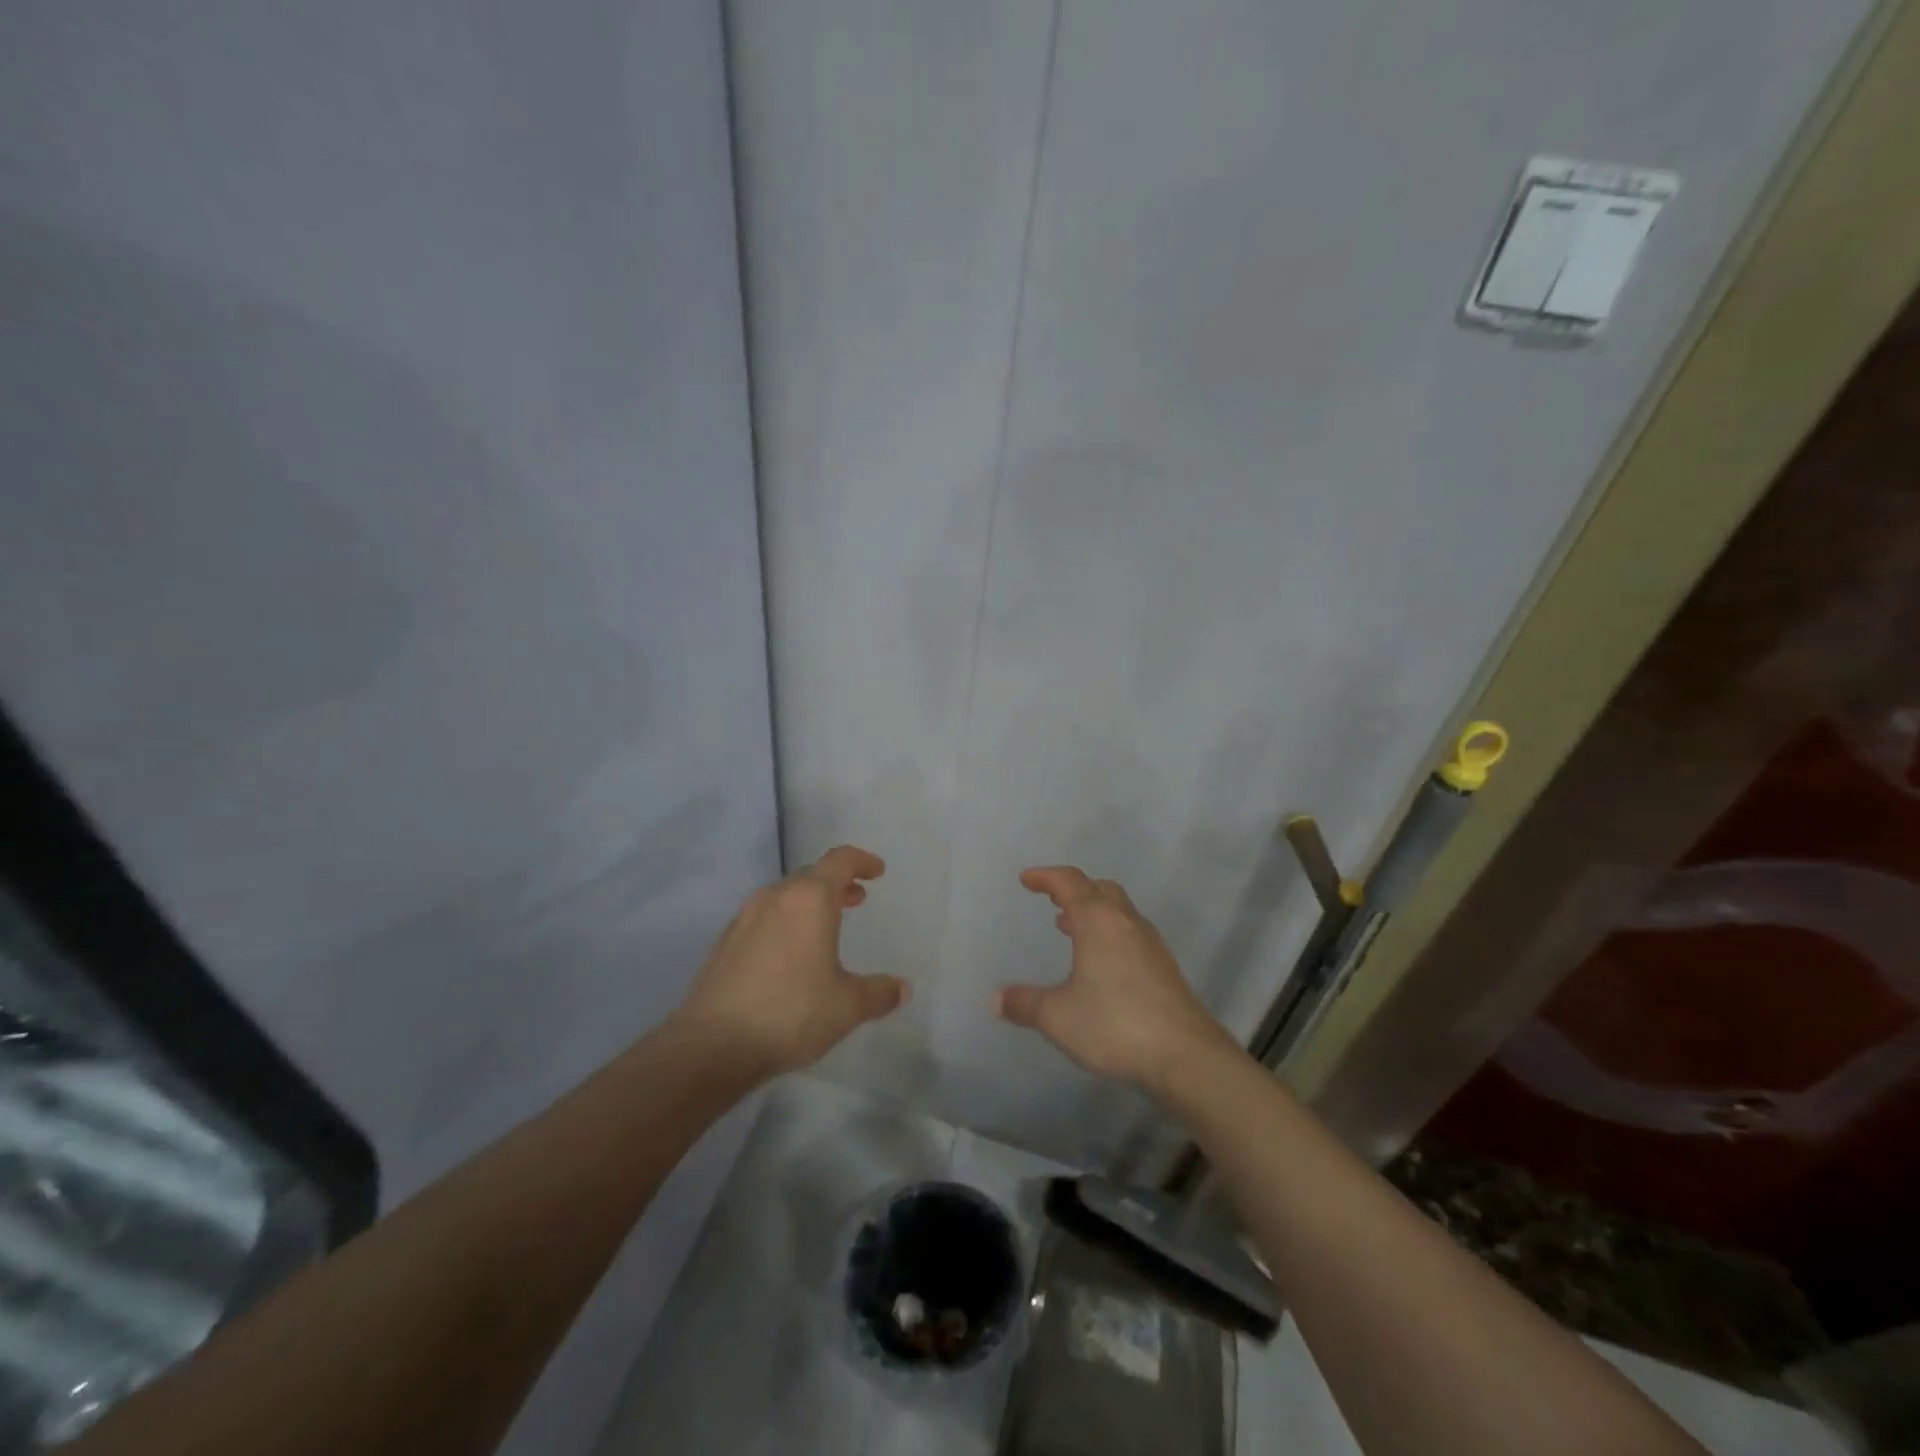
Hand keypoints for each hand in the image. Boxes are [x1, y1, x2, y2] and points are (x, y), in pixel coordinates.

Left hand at [673, 845, 907, 1077]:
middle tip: (856, 898)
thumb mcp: (846, 1006)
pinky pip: (763, 919)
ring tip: (825, 927)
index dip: (862, 861)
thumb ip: (878, 993)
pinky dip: (785, 923)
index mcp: (809, 899)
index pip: (840, 860)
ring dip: (809, 903)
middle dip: (836, 883)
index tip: (877, 871)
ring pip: (784, 896)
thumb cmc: (790, 1013)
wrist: (712, 1045)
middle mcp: (775, 898)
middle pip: (811, 876)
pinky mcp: (724, 943)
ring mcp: (744, 918)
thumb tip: (902, 988)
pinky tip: (789, 956)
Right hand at [995, 866, 1237, 1094]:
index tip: (1027, 879)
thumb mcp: (1058, 1016)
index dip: (1046, 877)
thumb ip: (1025, 1003)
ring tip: (1071, 928)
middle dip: (1075, 890)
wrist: (1186, 1055)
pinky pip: (1131, 934)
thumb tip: (995, 999)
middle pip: (1100, 889)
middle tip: (1053, 901)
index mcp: (1098, 922)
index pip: (1070, 883)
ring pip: (1120, 911)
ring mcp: (1151, 945)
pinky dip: (1110, 933)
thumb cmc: (1115, 1024)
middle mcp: (1126, 923)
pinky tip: (1102, 964)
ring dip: (1094, 912)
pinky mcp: (1165, 968)